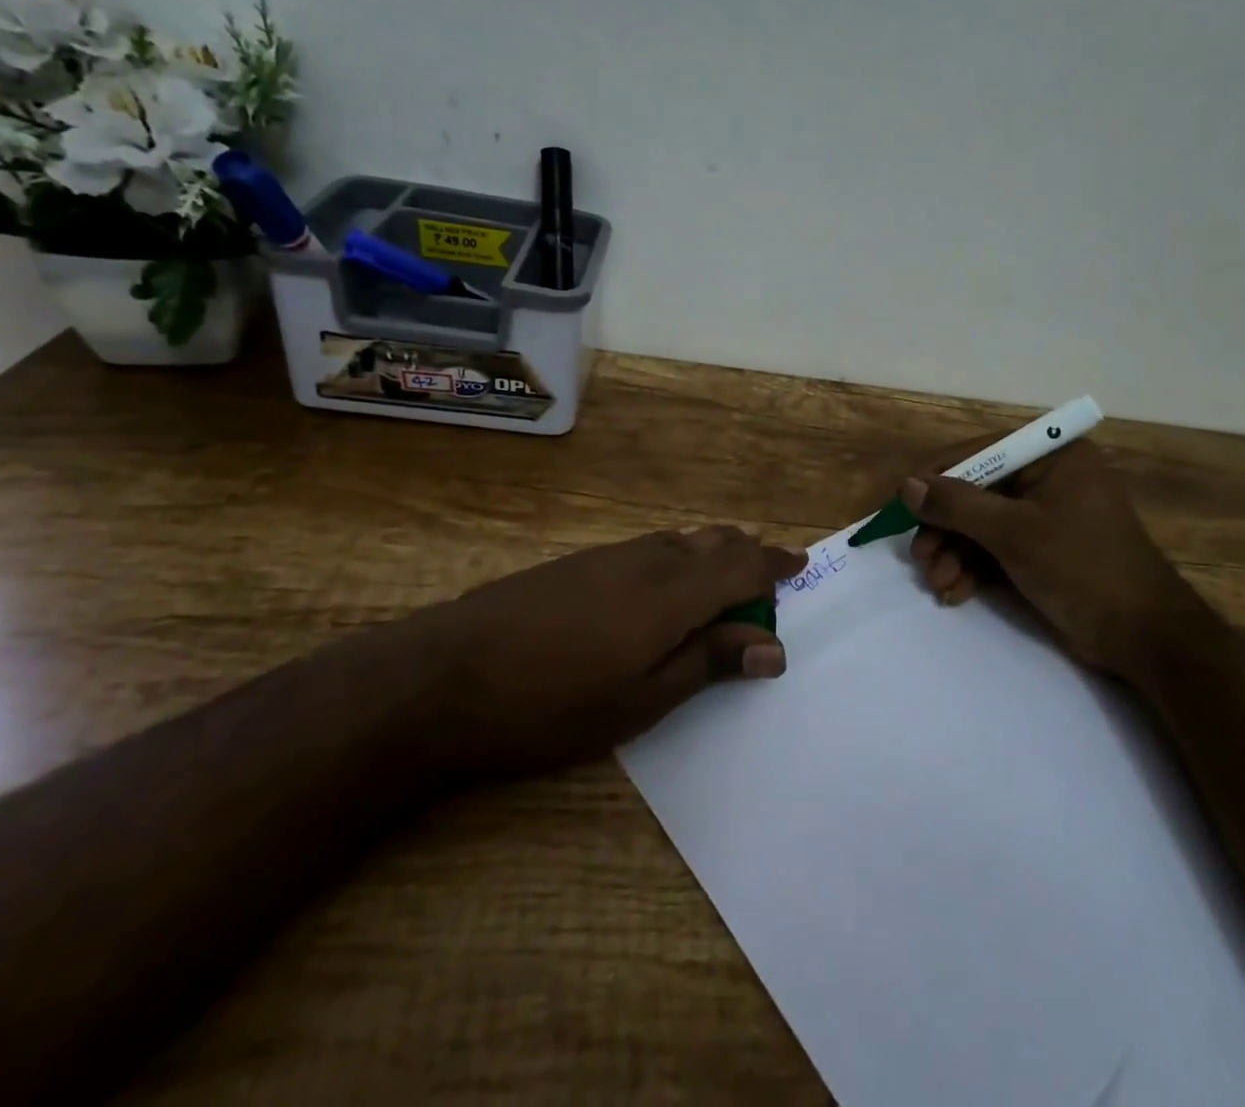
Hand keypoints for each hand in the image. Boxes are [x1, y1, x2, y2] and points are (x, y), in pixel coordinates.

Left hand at [411, 525, 805, 774]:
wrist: (443, 676)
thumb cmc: (551, 703)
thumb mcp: (640, 699)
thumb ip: (709, 664)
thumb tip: (773, 646)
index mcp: (672, 593)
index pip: (741, 566)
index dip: (775, 565)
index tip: (801, 566)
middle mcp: (647, 560)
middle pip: (713, 542)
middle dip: (746, 557)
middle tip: (765, 582)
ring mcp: (608, 556)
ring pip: (679, 541)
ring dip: (711, 554)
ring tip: (722, 579)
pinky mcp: (577, 563)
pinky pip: (649, 547)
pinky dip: (676, 557)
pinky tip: (661, 585)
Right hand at [902, 439, 1207, 679]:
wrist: (1144, 636)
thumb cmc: (1082, 568)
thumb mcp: (1014, 533)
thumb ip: (957, 505)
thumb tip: (907, 486)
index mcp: (1052, 455)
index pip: (979, 452)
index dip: (936, 477)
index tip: (901, 504)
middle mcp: (1047, 476)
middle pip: (976, 490)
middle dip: (945, 527)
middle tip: (921, 557)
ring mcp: (1045, 513)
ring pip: (981, 523)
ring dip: (954, 553)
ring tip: (938, 583)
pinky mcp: (1042, 547)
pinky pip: (996, 546)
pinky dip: (973, 568)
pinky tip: (954, 592)